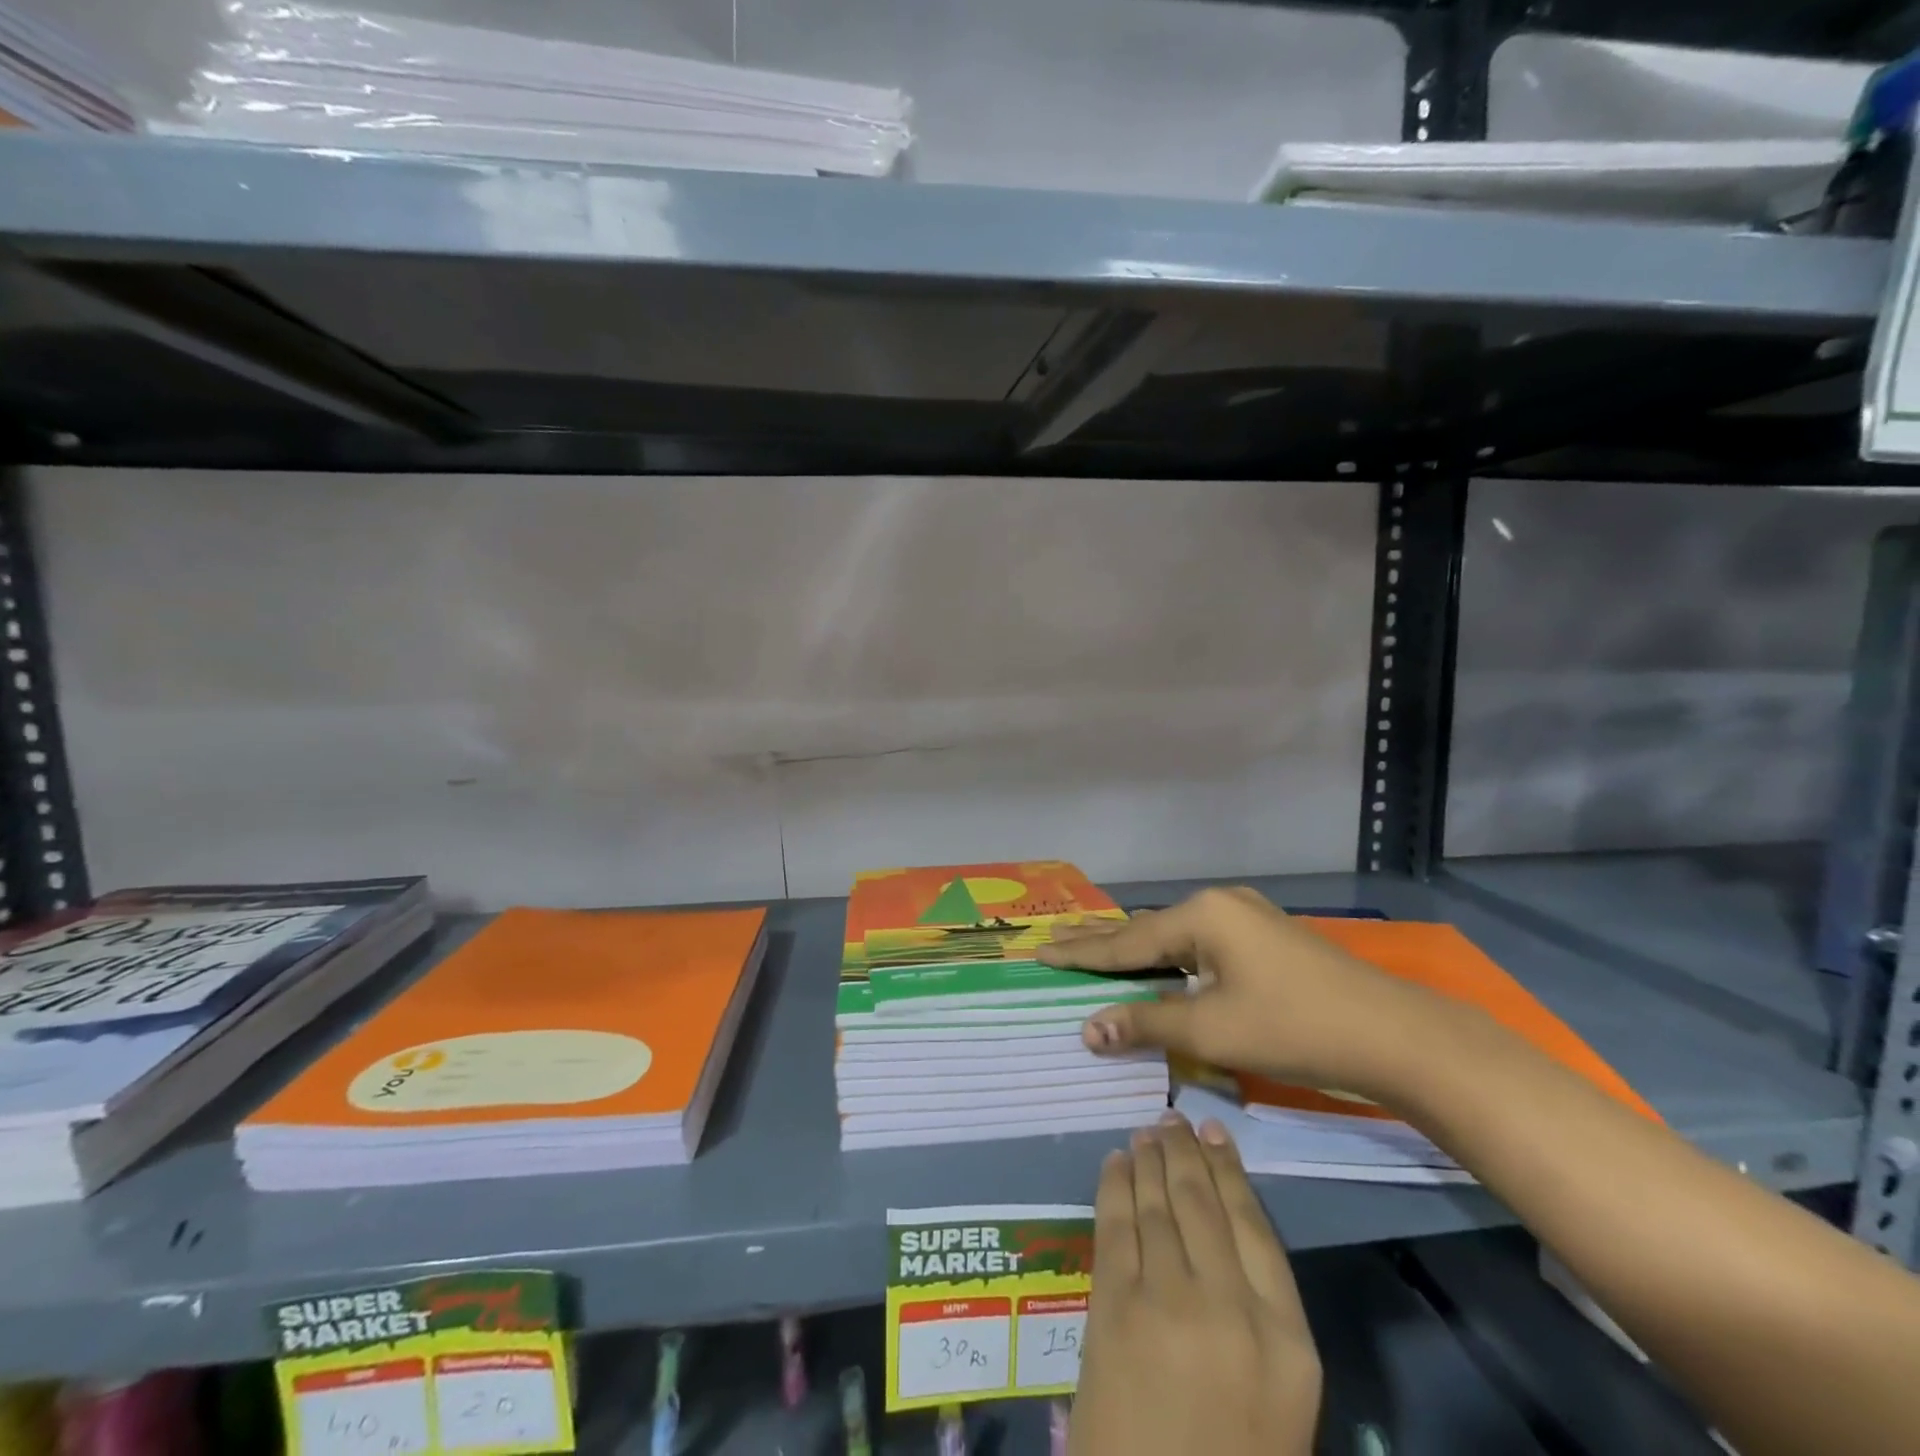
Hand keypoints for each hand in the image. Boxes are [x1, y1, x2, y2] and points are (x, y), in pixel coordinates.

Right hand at [1038, 887, 1442, 1098]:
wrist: (1393, 1034)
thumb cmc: (1294, 1027)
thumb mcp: (1213, 1029)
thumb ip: (1146, 1022)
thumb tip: (1087, 1029)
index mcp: (1202, 916)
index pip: (1126, 941)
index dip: (1080, 953)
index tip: (1039, 952)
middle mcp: (1219, 904)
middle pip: (1147, 931)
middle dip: (1101, 945)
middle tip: (1055, 948)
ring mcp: (1245, 918)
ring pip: (1175, 938)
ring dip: (1136, 953)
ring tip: (1094, 957)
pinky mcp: (1264, 938)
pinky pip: (1200, 945)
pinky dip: (1169, 959)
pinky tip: (1157, 966)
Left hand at [1070, 1113, 1319, 1455]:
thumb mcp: (1280, 1402)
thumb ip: (1261, 1316)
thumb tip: (1225, 1231)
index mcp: (1288, 1341)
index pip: (1256, 1227)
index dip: (1231, 1171)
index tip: (1215, 1133)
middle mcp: (1230, 1307)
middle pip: (1203, 1203)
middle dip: (1185, 1152)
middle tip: (1173, 1119)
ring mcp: (1166, 1301)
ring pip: (1157, 1203)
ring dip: (1148, 1159)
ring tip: (1145, 1132)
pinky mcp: (1112, 1306)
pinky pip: (1115, 1224)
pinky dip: (1114, 1185)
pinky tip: (1114, 1162)